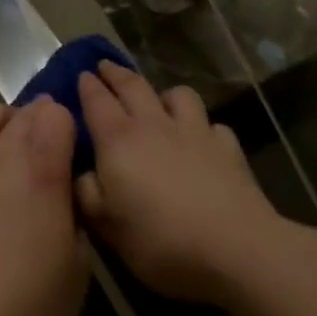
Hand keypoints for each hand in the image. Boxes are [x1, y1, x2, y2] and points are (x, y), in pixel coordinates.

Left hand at [0, 98, 89, 315]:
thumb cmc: (31, 301)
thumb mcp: (78, 268)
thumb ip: (74, 217)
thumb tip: (64, 200)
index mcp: (42, 164)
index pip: (57, 112)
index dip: (68, 128)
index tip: (72, 154)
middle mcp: (4, 148)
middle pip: (25, 110)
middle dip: (40, 123)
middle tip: (48, 154)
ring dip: (5, 124)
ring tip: (12, 153)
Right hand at [76, 61, 289, 306]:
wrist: (237, 249)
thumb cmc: (163, 241)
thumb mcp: (110, 228)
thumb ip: (87, 194)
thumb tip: (79, 173)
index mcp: (118, 138)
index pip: (95, 98)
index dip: (86, 84)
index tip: (81, 75)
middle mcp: (153, 123)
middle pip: (131, 84)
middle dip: (115, 73)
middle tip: (105, 66)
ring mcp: (193, 131)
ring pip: (177, 94)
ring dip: (165, 94)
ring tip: (161, 103)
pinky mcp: (228, 149)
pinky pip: (214, 127)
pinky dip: (206, 129)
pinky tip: (205, 142)